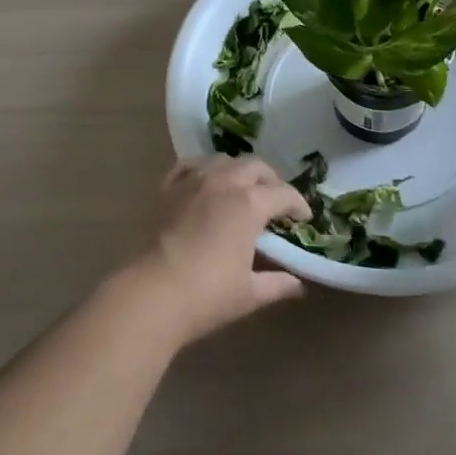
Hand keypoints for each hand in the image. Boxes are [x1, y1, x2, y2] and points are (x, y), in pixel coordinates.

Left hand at [122, 156, 312, 345]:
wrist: (152, 293)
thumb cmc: (207, 294)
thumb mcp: (250, 294)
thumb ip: (278, 284)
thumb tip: (298, 285)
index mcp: (250, 203)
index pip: (284, 193)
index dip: (298, 204)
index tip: (303, 217)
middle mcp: (225, 181)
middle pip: (256, 167)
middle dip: (271, 181)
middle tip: (275, 202)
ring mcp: (194, 180)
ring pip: (224, 160)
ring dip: (239, 171)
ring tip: (242, 189)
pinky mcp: (169, 188)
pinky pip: (190, 165)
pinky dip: (203, 169)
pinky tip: (205, 181)